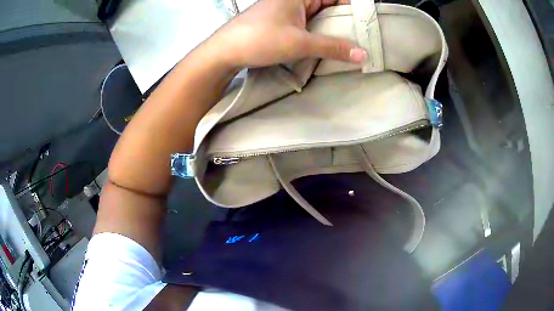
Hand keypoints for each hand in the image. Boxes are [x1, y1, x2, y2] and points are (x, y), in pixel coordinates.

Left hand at [210, 0, 365, 67]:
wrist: (225, 51)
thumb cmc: (259, 39)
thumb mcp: (299, 43)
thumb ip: (333, 47)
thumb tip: (362, 55)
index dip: (353, 7)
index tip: (368, 24)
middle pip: (330, 5)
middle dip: (346, 20)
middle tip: (364, 38)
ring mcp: (289, 9)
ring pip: (320, 15)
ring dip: (334, 28)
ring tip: (353, 43)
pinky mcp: (284, 21)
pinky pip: (310, 23)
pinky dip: (321, 32)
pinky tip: (331, 44)